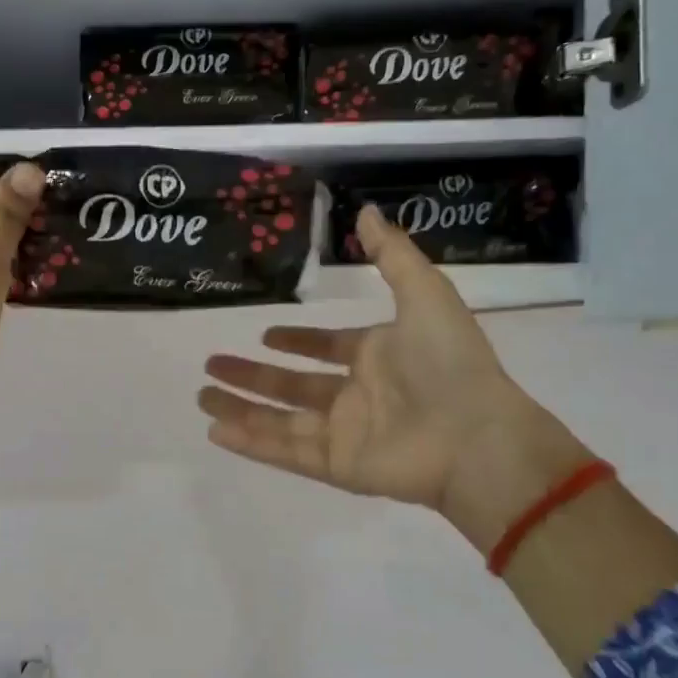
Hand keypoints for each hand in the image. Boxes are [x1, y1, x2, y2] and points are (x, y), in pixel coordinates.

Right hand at [199, 205, 593, 550]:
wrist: (475, 436)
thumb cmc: (450, 362)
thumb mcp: (425, 294)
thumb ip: (392, 255)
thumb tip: (366, 211)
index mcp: (377, 357)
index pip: (327, 348)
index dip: (297, 342)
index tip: (266, 335)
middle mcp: (356, 395)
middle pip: (292, 386)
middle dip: (251, 376)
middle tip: (211, 365)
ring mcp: (343, 433)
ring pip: (279, 420)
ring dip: (240, 408)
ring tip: (201, 396)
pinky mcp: (336, 466)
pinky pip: (285, 451)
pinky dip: (251, 443)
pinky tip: (215, 430)